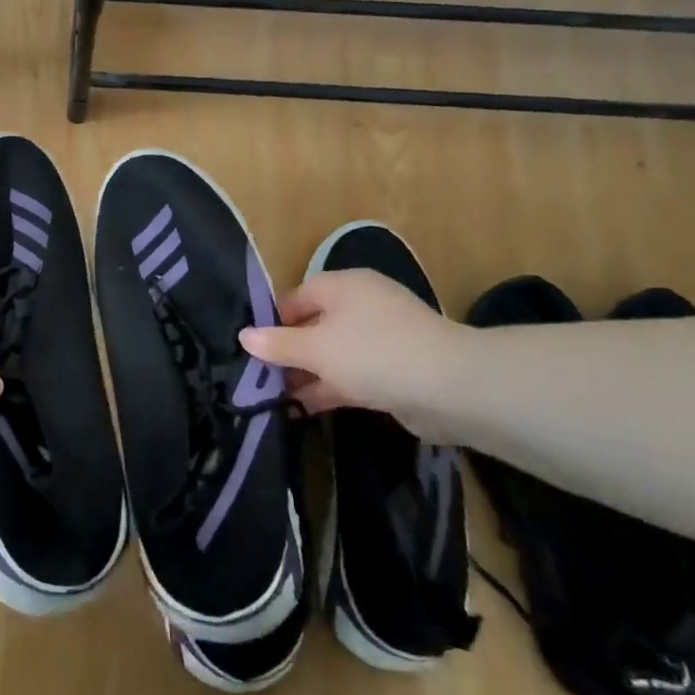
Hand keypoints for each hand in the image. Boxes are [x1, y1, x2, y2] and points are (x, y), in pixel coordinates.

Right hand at [239, 269, 470, 419]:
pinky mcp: (394, 369)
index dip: (271, 323)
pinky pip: (351, 375)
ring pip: (332, 354)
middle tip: (257, 379)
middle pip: (313, 326)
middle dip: (287, 353)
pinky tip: (304, 408)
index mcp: (342, 286)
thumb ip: (278, 344)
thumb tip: (244, 336)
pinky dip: (330, 388)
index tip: (249, 351)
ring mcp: (380, 338)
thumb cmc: (373, 354)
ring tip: (274, 398)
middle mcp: (361, 306)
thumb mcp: (316, 349)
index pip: (295, 298)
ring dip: (307, 375)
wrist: (451, 387)